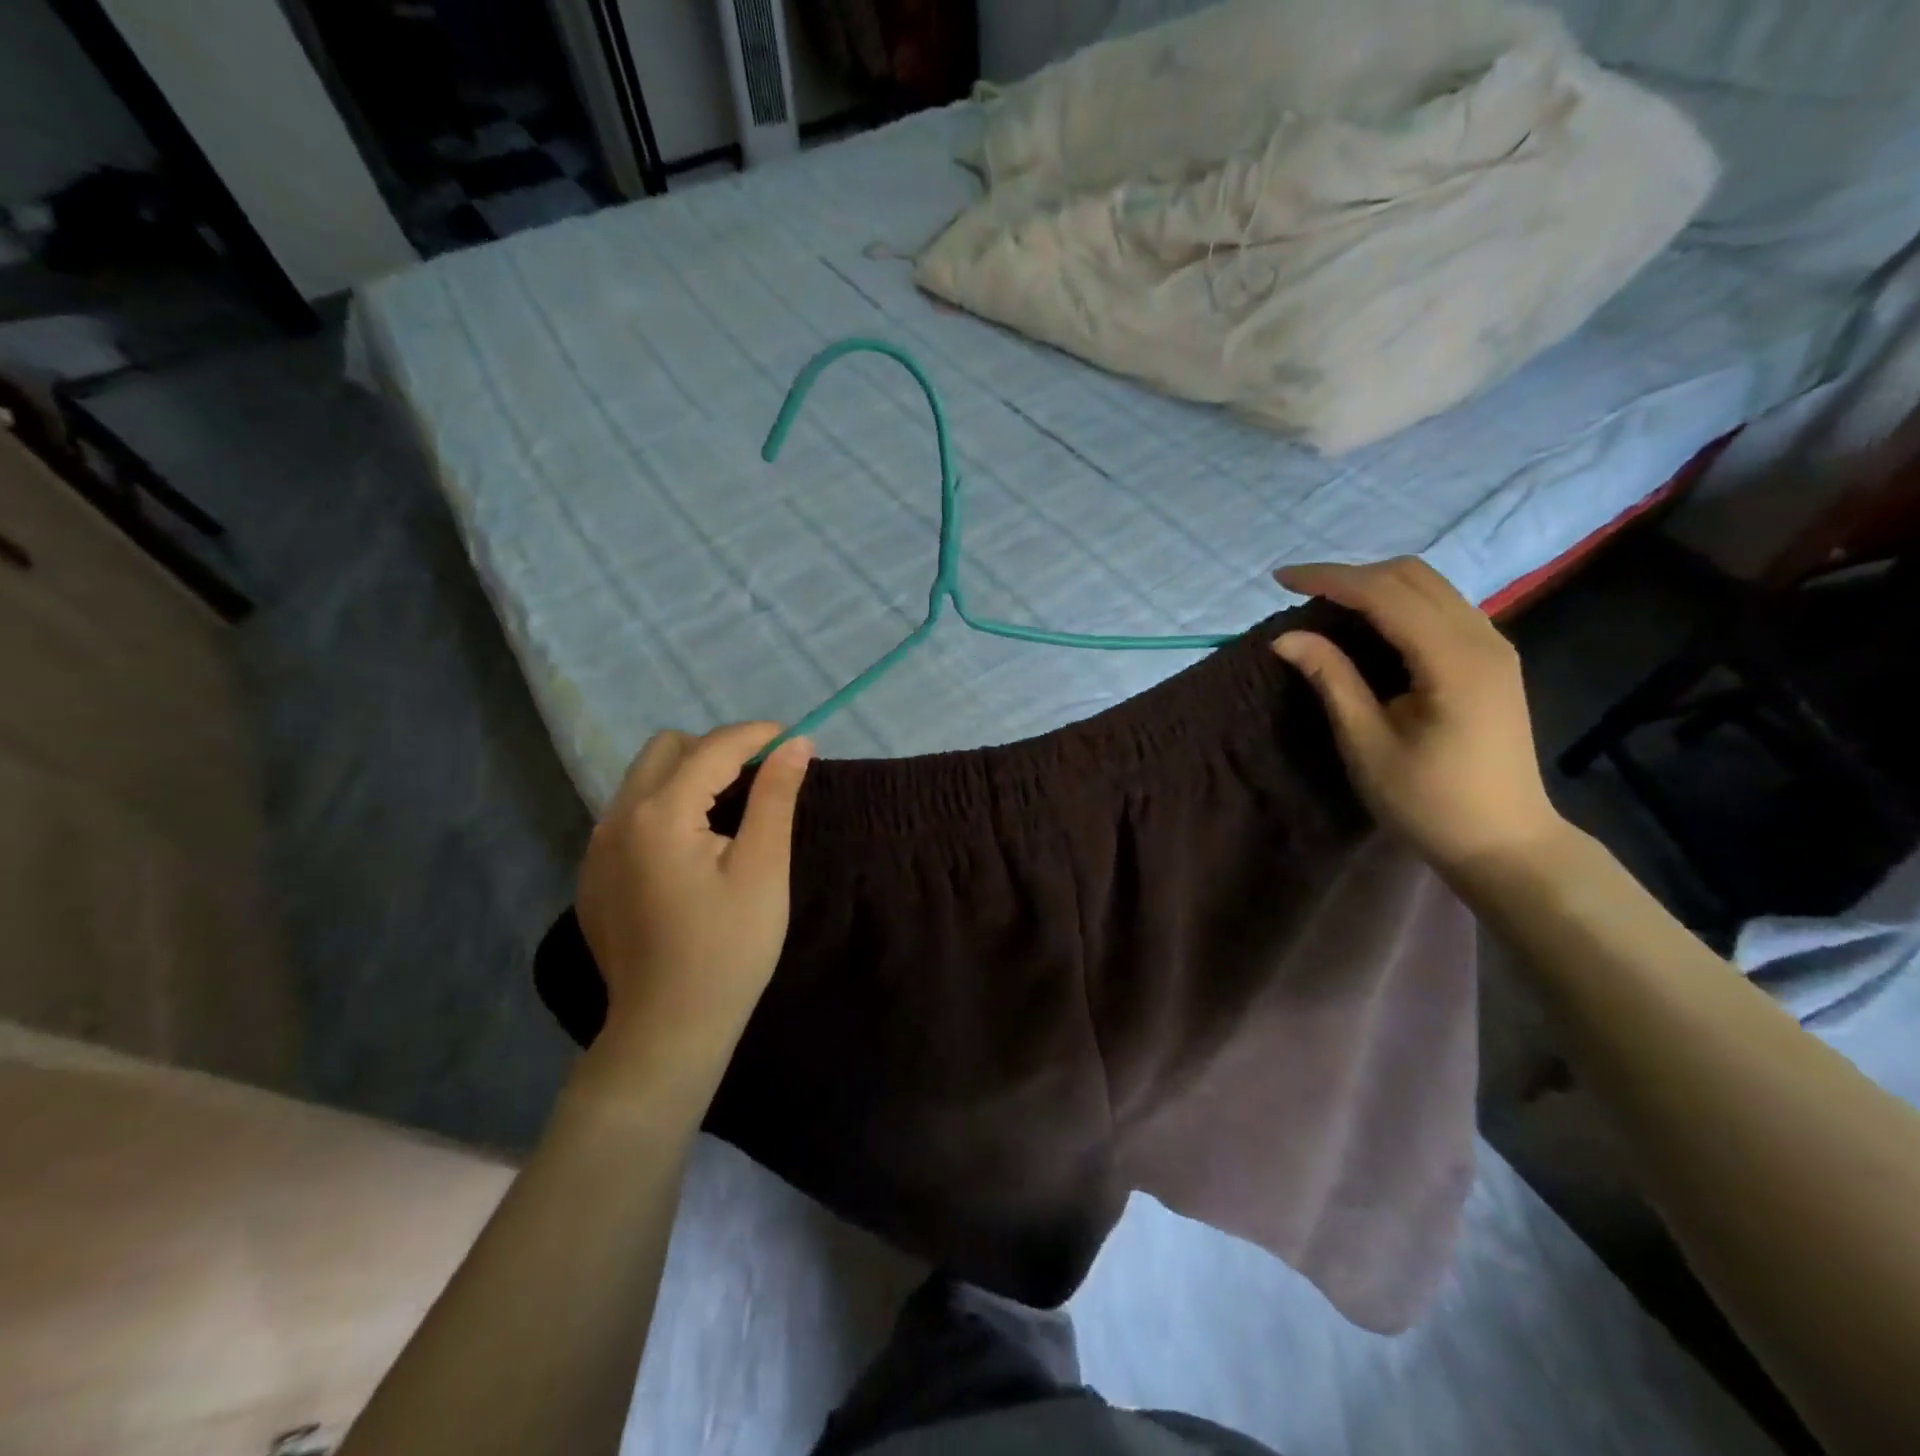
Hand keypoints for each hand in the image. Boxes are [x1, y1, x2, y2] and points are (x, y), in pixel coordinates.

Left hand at [576, 723, 813, 1075]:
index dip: (757, 735)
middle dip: (717, 749)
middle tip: (760, 779)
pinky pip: (630, 814)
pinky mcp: (593, 873)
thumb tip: (795, 744)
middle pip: (667, 749)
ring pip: (644, 779)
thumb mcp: (763, 869)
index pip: (713, 747)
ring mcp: (596, 847)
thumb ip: (775, 797)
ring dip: (689, 776)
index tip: (794, 740)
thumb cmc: (728, 949)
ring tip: (729, 813)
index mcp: (660, 814)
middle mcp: (617, 818)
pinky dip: (666, 808)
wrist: (668, 1028)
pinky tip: (692, 850)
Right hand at [1271, 557, 1565, 877]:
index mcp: (1453, 661)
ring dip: (1374, 585)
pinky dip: (1398, 602)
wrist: (1503, 841)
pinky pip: (1441, 607)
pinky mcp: (1492, 659)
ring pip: (1430, 586)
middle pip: (1412, 576)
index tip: (1279, 580)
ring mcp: (1494, 646)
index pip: (1384, 594)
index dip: (1329, 579)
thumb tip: (1286, 637)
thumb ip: (1332, 680)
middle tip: (1299, 593)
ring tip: (1326, 605)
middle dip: (1350, 574)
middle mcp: (1483, 639)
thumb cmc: (1428, 802)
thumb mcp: (1367, 743)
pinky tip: (1368, 624)